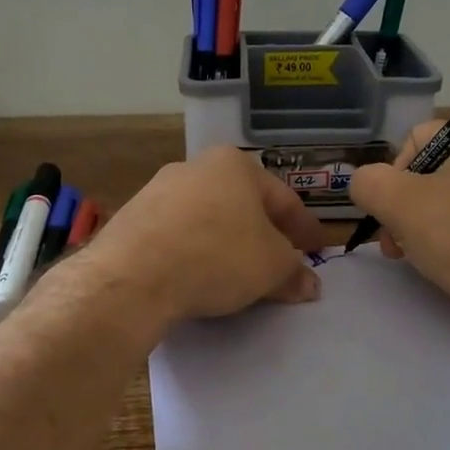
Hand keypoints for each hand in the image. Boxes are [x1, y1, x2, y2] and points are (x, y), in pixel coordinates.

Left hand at [87, 146, 329, 326]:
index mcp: (234, 165)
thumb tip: (309, 284)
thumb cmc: (217, 256)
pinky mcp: (132, 219)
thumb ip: (293, 272)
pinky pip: (177, 236)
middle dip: (264, 235)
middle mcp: (194, 167)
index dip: (305, 228)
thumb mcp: (270, 267)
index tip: (317, 250)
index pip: (283, 198)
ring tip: (239, 275)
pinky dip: (195, 252)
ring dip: (228, 244)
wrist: (132, 275)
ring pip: (208, 219)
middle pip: (243, 205)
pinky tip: (199, 276)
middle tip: (280, 263)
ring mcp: (158, 191)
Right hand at [348, 121, 449, 323]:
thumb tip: (365, 184)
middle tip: (397, 243)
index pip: (417, 136)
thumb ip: (368, 183)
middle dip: (407, 206)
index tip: (390, 208)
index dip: (393, 170)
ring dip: (430, 226)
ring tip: (424, 259)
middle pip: (435, 172)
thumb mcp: (398, 203)